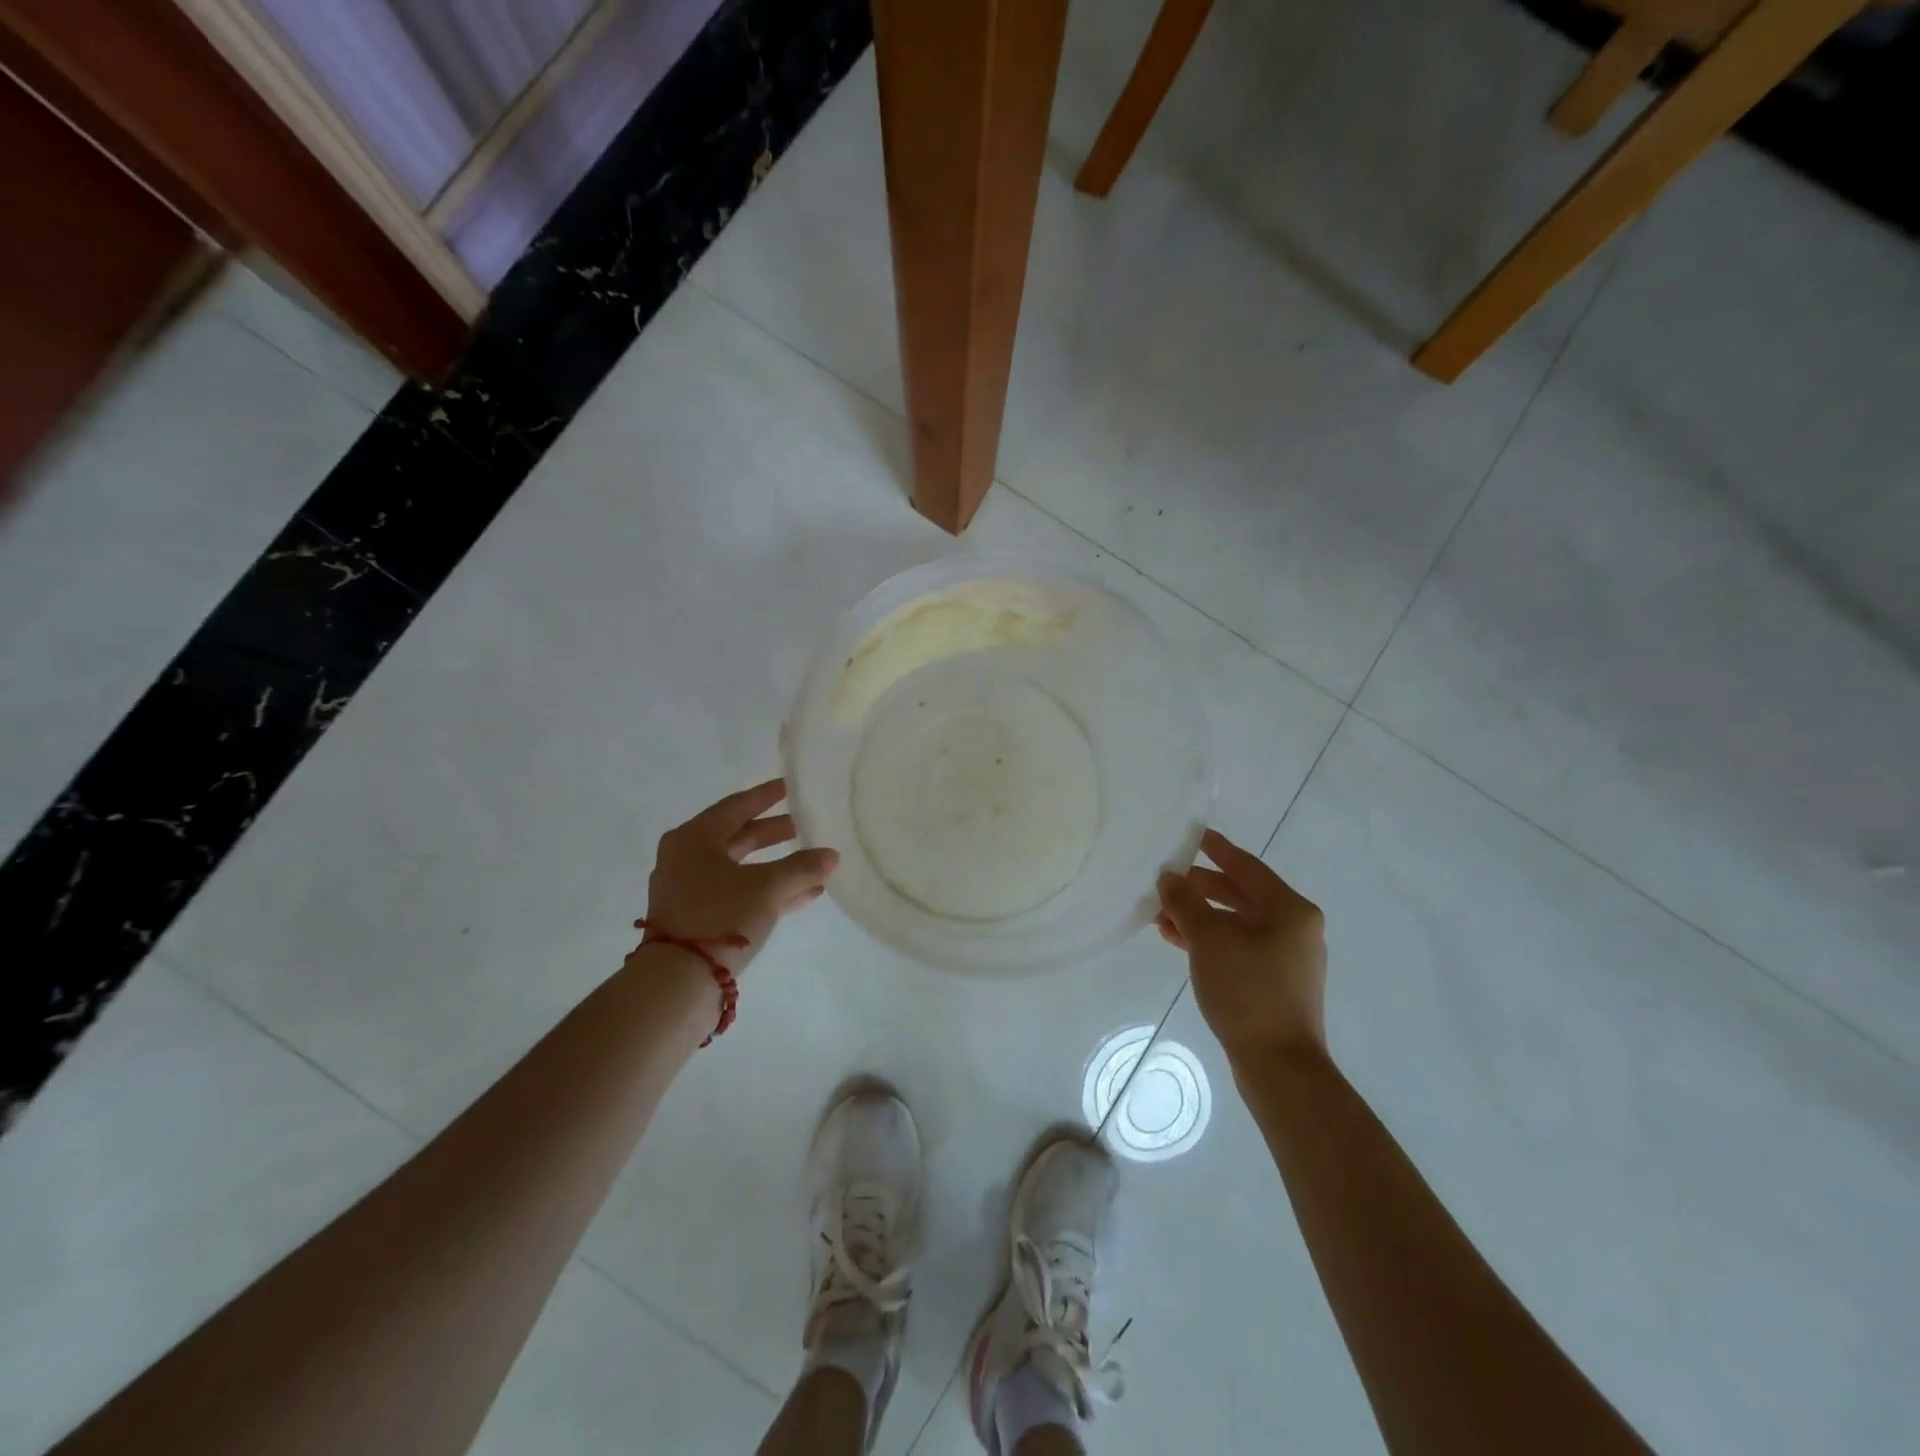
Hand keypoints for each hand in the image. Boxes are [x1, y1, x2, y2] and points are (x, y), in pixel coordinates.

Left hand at [644, 779, 838, 974]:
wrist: (677, 982)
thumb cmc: (719, 916)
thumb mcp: (767, 887)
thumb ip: (802, 868)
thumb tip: (831, 855)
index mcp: (693, 838)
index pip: (736, 806)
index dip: (767, 796)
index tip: (790, 787)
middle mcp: (686, 859)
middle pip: (738, 837)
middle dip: (774, 833)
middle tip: (805, 824)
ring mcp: (690, 891)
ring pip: (740, 869)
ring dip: (776, 866)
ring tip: (812, 862)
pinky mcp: (698, 920)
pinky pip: (739, 894)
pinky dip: (767, 891)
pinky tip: (803, 895)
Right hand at [1157, 829, 1327, 1066]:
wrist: (1279, 1065)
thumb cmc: (1248, 990)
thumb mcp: (1209, 939)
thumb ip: (1186, 902)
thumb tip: (1169, 878)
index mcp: (1290, 909)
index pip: (1247, 866)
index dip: (1217, 849)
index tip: (1194, 834)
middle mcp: (1294, 928)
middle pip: (1241, 895)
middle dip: (1201, 888)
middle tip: (1167, 879)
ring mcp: (1287, 958)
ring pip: (1236, 924)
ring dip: (1200, 917)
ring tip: (1161, 915)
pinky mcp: (1274, 983)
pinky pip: (1237, 947)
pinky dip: (1210, 940)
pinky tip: (1178, 941)